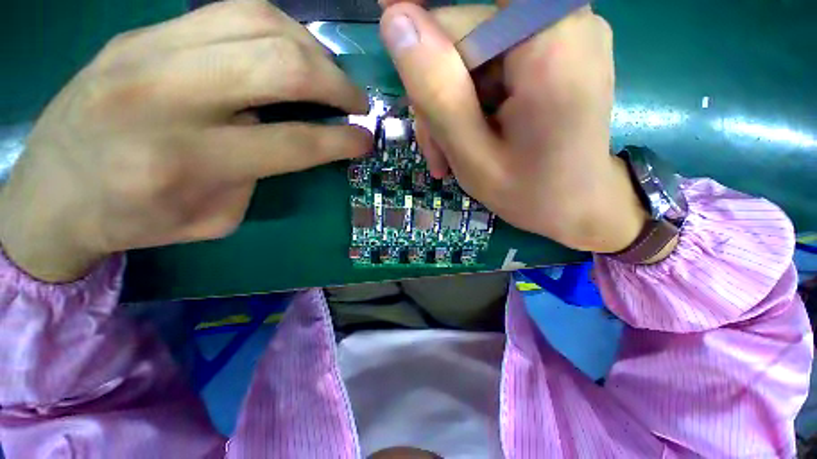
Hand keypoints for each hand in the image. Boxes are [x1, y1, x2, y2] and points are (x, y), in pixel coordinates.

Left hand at [0, 0, 370, 281]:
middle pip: (281, 65)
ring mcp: (148, 50)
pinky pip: (229, 10)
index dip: (343, 140)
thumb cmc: (135, 219)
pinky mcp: (142, 32)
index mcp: (187, 162)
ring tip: (328, 73)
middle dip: (336, 83)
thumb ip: (260, 175)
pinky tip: (289, 51)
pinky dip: (277, 28)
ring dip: (312, 48)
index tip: (366, 139)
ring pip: (259, 20)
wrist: (52, 192)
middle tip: (356, 101)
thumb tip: (291, 137)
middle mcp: (167, 95)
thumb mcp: (214, 218)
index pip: (294, 142)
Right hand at [380, 3, 648, 253]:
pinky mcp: (555, 53)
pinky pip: (494, 66)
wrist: (579, 207)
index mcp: (547, 43)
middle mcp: (563, 21)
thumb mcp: (472, 155)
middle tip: (438, 150)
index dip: (421, 51)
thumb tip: (395, 22)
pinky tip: (470, 140)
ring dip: (453, 106)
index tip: (398, 59)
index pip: (455, 22)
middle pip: (465, 37)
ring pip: (474, 56)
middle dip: (438, 96)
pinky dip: (474, 103)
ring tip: (451, 156)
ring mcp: (562, 35)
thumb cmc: (529, 193)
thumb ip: (436, 91)